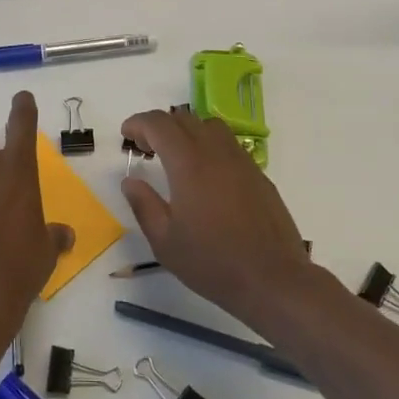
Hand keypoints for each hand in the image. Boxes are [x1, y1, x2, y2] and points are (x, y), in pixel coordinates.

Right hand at [120, 107, 315, 332]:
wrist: (272, 279)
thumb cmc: (212, 262)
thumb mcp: (165, 241)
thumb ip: (143, 205)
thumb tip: (130, 181)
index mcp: (188, 163)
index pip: (159, 124)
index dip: (138, 123)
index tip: (126, 136)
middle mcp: (216, 152)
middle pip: (184, 119)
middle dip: (159, 126)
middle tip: (146, 149)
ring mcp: (241, 161)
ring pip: (210, 126)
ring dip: (187, 132)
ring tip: (176, 157)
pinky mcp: (258, 174)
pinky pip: (229, 145)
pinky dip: (209, 147)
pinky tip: (206, 177)